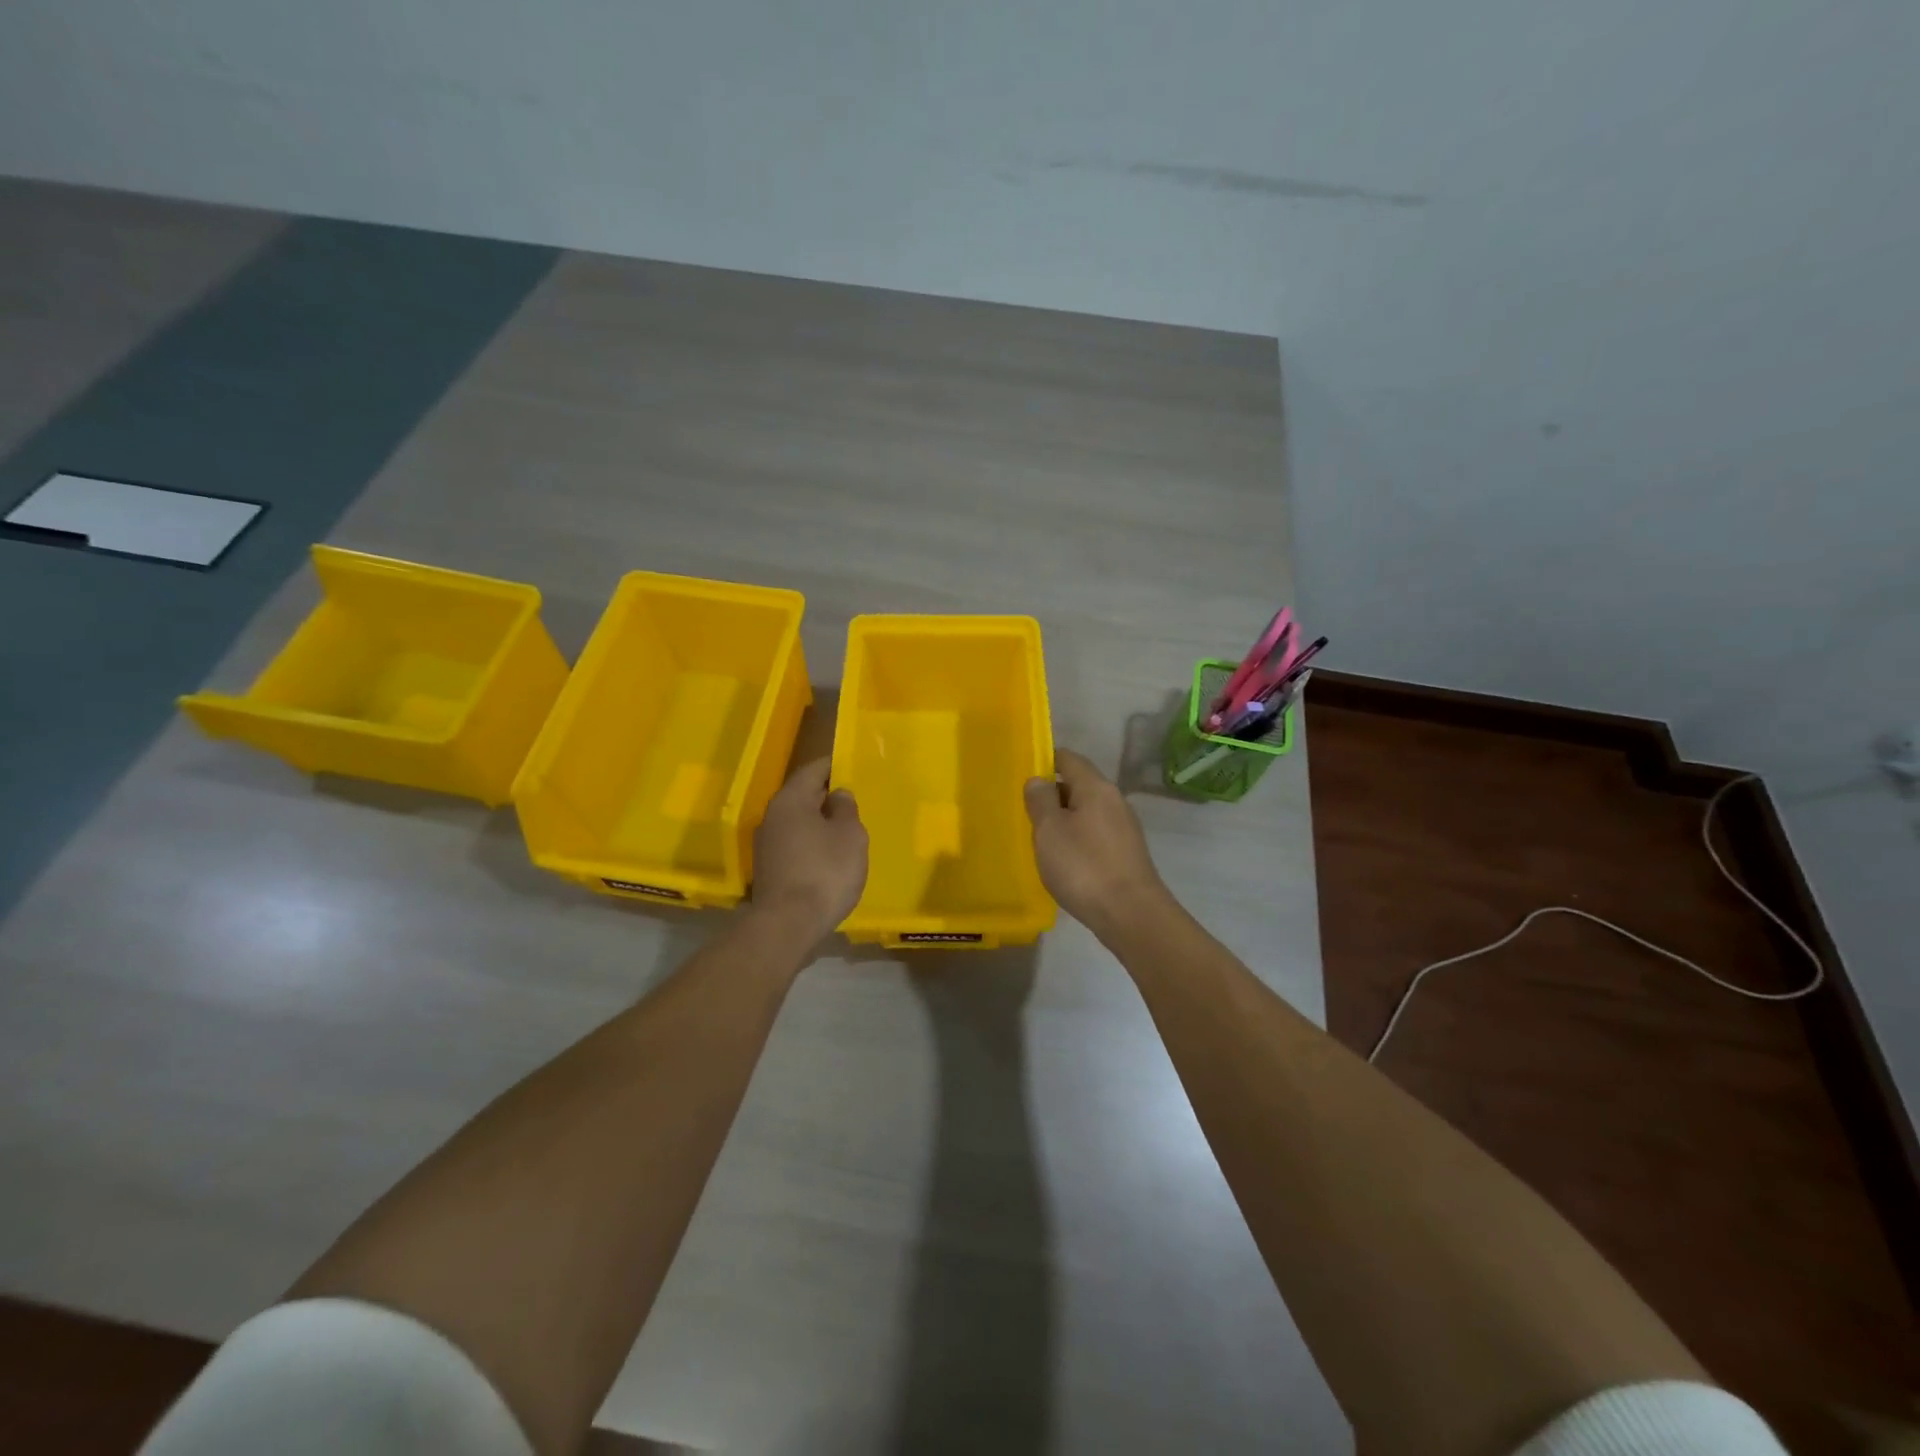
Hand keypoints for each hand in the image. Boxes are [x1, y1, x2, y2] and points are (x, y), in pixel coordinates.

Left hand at [752, 757, 868, 936]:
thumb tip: (837, 795)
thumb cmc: (825, 871)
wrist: (787, 925)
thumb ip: (846, 810)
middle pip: (802, 796)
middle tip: (852, 799)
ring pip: (797, 823)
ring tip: (844, 829)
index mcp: (791, 800)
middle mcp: (772, 817)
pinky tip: (829, 856)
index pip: (812, 771)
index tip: (849, 764)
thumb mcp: (850, 836)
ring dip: (818, 823)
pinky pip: (794, 846)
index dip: (832, 766)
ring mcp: (766, 845)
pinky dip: (811, 844)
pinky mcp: (768, 870)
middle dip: (825, 796)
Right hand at [1024, 749, 1168, 936]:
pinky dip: (1077, 839)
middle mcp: (1114, 801)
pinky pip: (1095, 834)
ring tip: (1039, 837)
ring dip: (1064, 819)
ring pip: (1087, 812)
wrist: (1131, 914)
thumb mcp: (1050, 830)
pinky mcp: (1126, 853)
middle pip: (1079, 785)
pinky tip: (1063, 859)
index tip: (1022, 774)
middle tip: (1024, 811)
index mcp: (1096, 788)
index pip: (1069, 759)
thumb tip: (1038, 780)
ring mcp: (1124, 828)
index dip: (1045, 761)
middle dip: (1052, 794)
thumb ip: (1040, 800)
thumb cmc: (1084, 866)